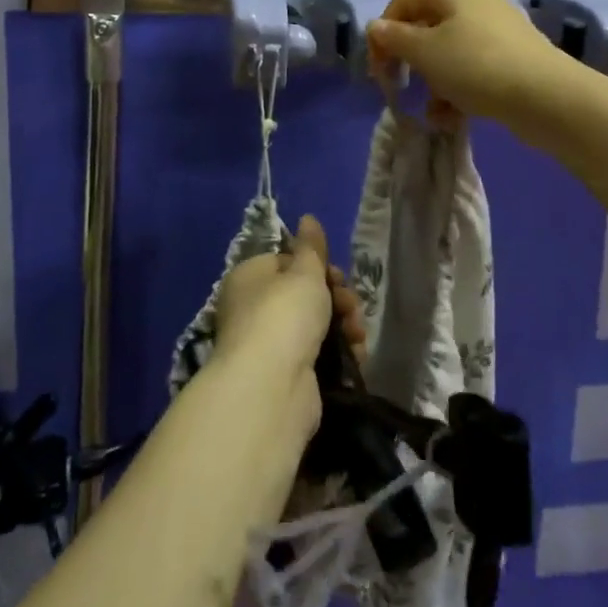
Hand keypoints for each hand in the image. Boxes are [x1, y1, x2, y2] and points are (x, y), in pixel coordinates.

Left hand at [213, 217, 366, 431]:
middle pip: (304, 294)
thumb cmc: (284, 315)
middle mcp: (254, 309)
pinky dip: (340, 354)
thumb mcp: (304, 272)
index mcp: (250, 277)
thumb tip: (308, 218)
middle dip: (337, 299)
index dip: (317, 266)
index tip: (337, 276)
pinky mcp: (288, 375)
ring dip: (344, 326)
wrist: (272, 388)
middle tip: (351, 307)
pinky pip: (319, 356)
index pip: (287, 262)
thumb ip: (311, 247)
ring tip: (357, 335)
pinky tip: (356, 356)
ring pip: (316, 325)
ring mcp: (270, 345)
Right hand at [367, 0, 564, 125]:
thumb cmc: (476, 66)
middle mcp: (475, 1)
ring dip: (433, 81)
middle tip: (397, 86)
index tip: (377, 66)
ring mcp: (497, 30)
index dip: (384, 30)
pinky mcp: (513, 57)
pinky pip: (473, 68)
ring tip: (431, 110)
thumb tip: (375, 27)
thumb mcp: (425, 52)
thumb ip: (395, 38)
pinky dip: (458, 90)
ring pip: (450, 51)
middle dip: (409, 58)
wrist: (546, 97)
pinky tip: (452, 118)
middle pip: (427, 25)